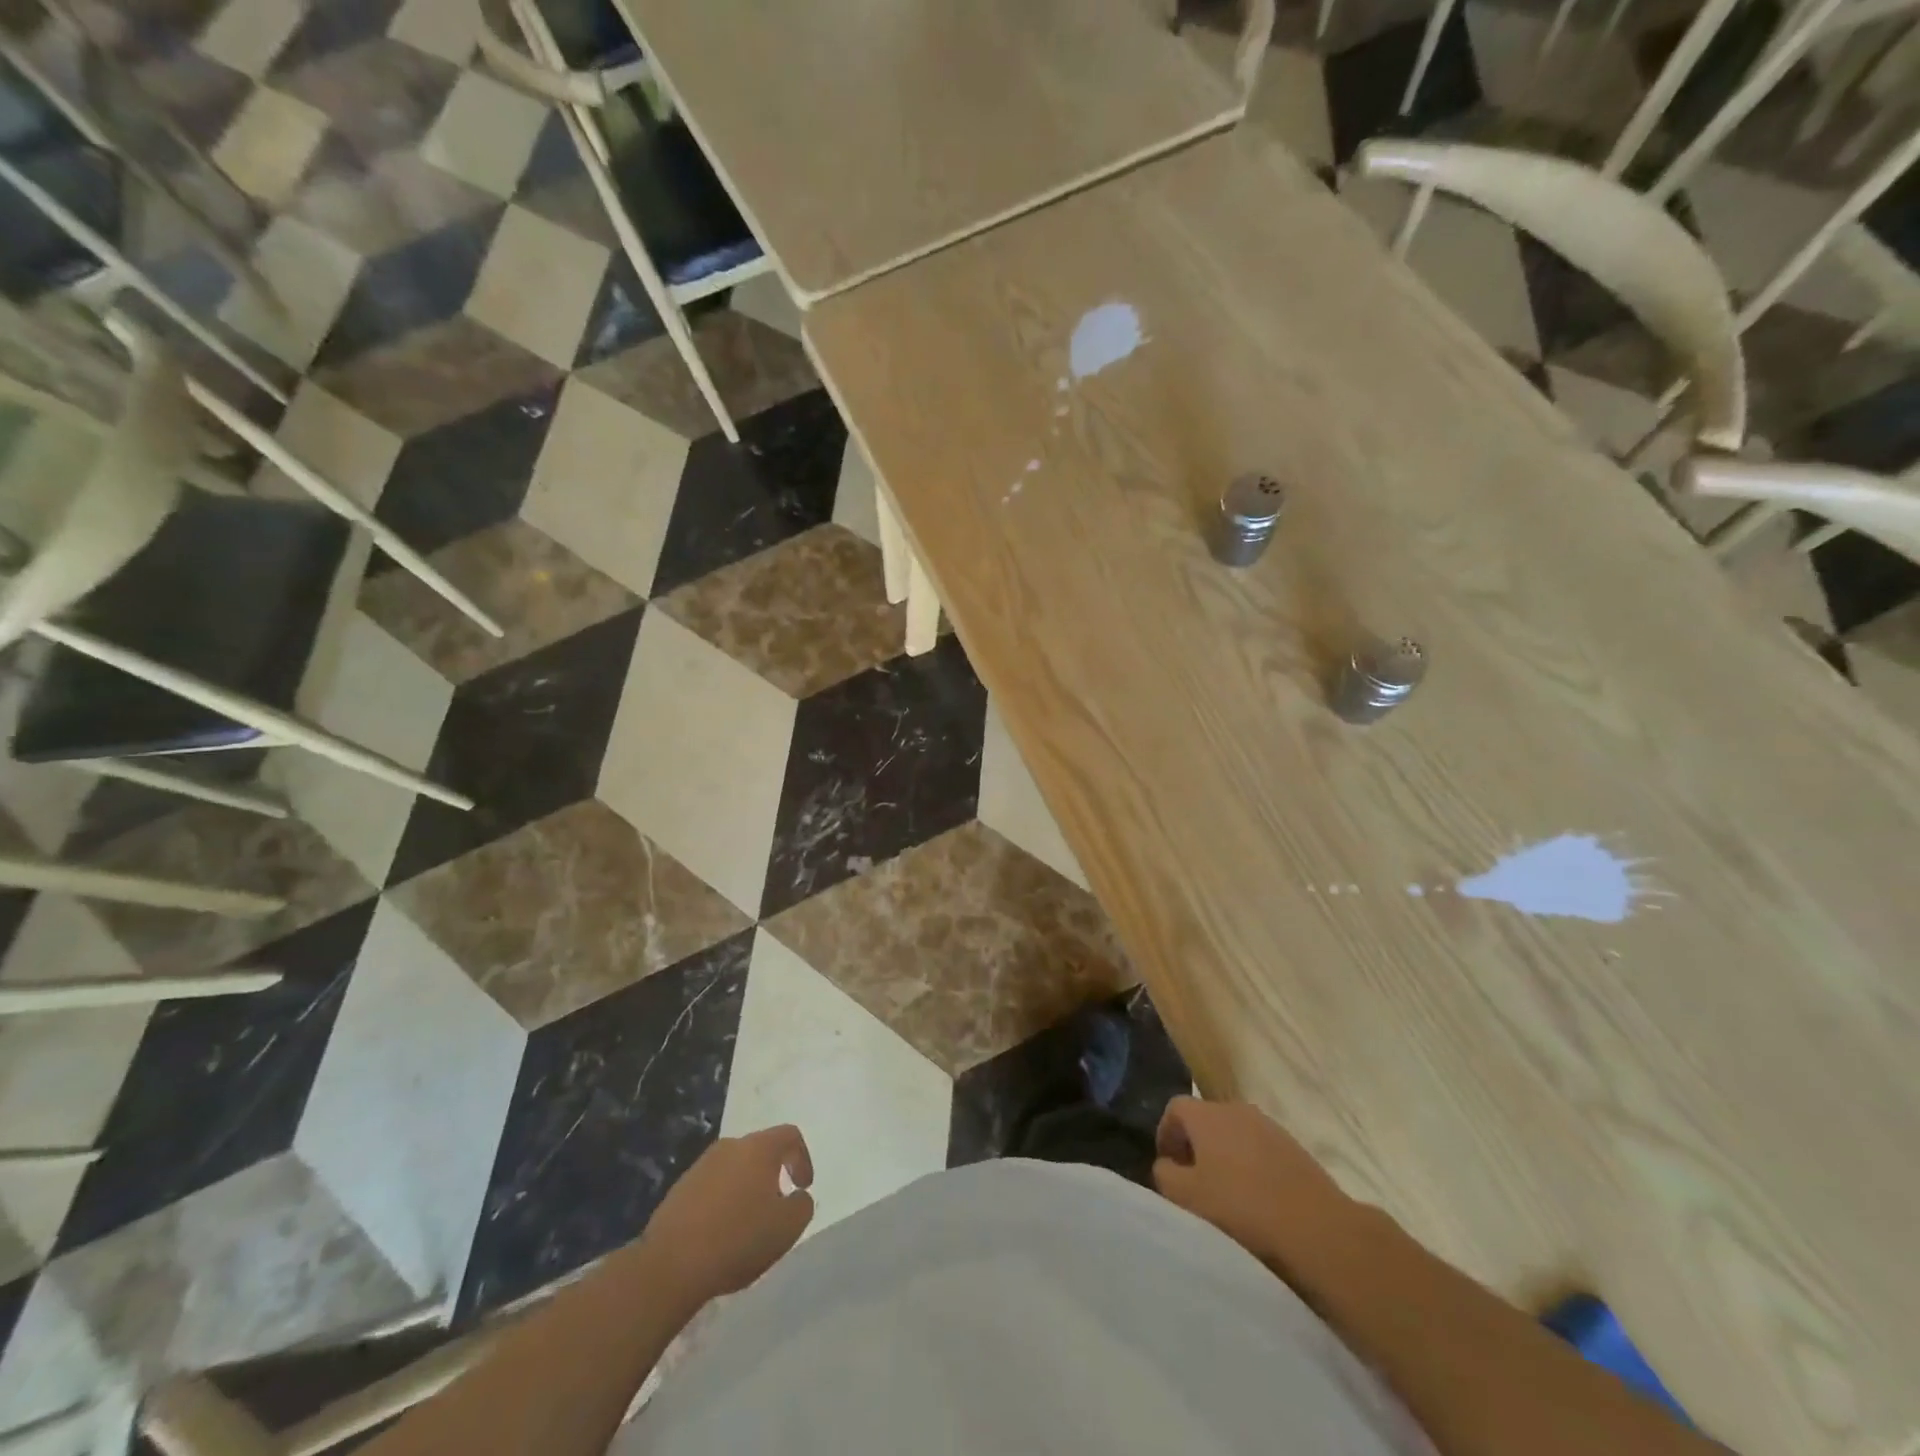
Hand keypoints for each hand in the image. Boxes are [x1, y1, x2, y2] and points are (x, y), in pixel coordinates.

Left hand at [646, 1125, 814, 1298]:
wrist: (671, 1264)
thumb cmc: (738, 1238)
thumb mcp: (787, 1227)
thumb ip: (802, 1205)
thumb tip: (797, 1196)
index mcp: (758, 1148)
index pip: (790, 1135)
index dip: (803, 1158)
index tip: (803, 1187)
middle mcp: (730, 1147)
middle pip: (760, 1151)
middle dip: (772, 1175)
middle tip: (776, 1207)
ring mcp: (701, 1166)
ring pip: (734, 1170)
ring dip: (746, 1189)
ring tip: (747, 1225)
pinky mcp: (679, 1189)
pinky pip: (711, 1188)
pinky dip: (722, 1203)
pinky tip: (720, 1234)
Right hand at [1152, 1098, 1353, 1272]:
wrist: (1317, 1227)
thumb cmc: (1241, 1208)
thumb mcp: (1187, 1197)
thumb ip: (1165, 1174)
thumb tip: (1167, 1164)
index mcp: (1207, 1114)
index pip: (1174, 1108)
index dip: (1166, 1134)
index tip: (1168, 1166)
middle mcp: (1236, 1108)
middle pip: (1205, 1119)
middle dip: (1195, 1145)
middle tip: (1194, 1181)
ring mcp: (1269, 1126)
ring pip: (1234, 1134)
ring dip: (1224, 1156)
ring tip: (1226, 1193)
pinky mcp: (1294, 1147)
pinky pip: (1260, 1149)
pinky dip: (1251, 1166)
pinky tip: (1257, 1198)